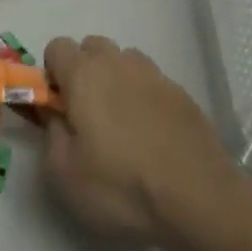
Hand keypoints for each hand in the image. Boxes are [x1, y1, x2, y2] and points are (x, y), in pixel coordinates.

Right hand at [42, 33, 251, 250]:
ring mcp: (156, 77)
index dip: (52, 74)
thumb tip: (54, 113)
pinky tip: (153, 137)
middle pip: (93, 47)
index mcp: (83, 74)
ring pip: (126, 62)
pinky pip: (154, 84)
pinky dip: (146, 99)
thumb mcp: (63, 171)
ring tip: (123, 124)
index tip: (58, 107)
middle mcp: (119, 64)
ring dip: (117, 80)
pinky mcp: (185, 96)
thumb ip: (50, 131)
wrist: (201, 203)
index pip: (56, 47)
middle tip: (87, 115)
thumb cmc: (121, 187)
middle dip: (84, 71)